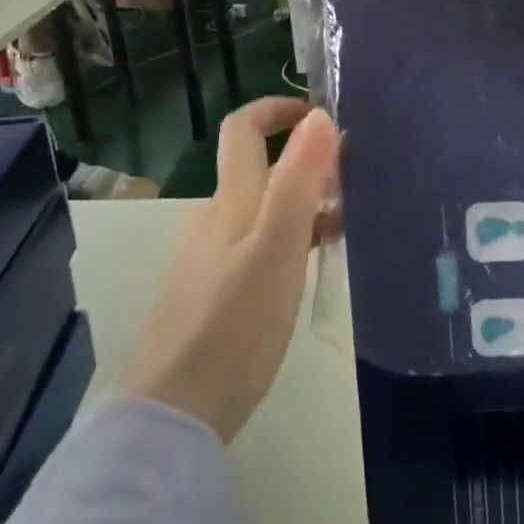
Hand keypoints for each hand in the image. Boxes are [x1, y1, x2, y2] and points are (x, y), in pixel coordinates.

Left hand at [120, 98, 341, 442]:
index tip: (318, 115)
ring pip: (259, 210)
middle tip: (350, 183)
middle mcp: (214, 218)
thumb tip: (319, 115)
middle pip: (257, 169)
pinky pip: (253, 245)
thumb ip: (298, 180)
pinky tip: (305, 272)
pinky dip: (285, 241)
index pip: (242, 129)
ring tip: (342, 227)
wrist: (172, 415)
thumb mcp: (277, 247)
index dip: (275, 108)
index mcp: (230, 199)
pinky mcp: (209, 294)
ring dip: (299, 204)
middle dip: (302, 164)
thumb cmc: (233, 323)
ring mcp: (207, 258)